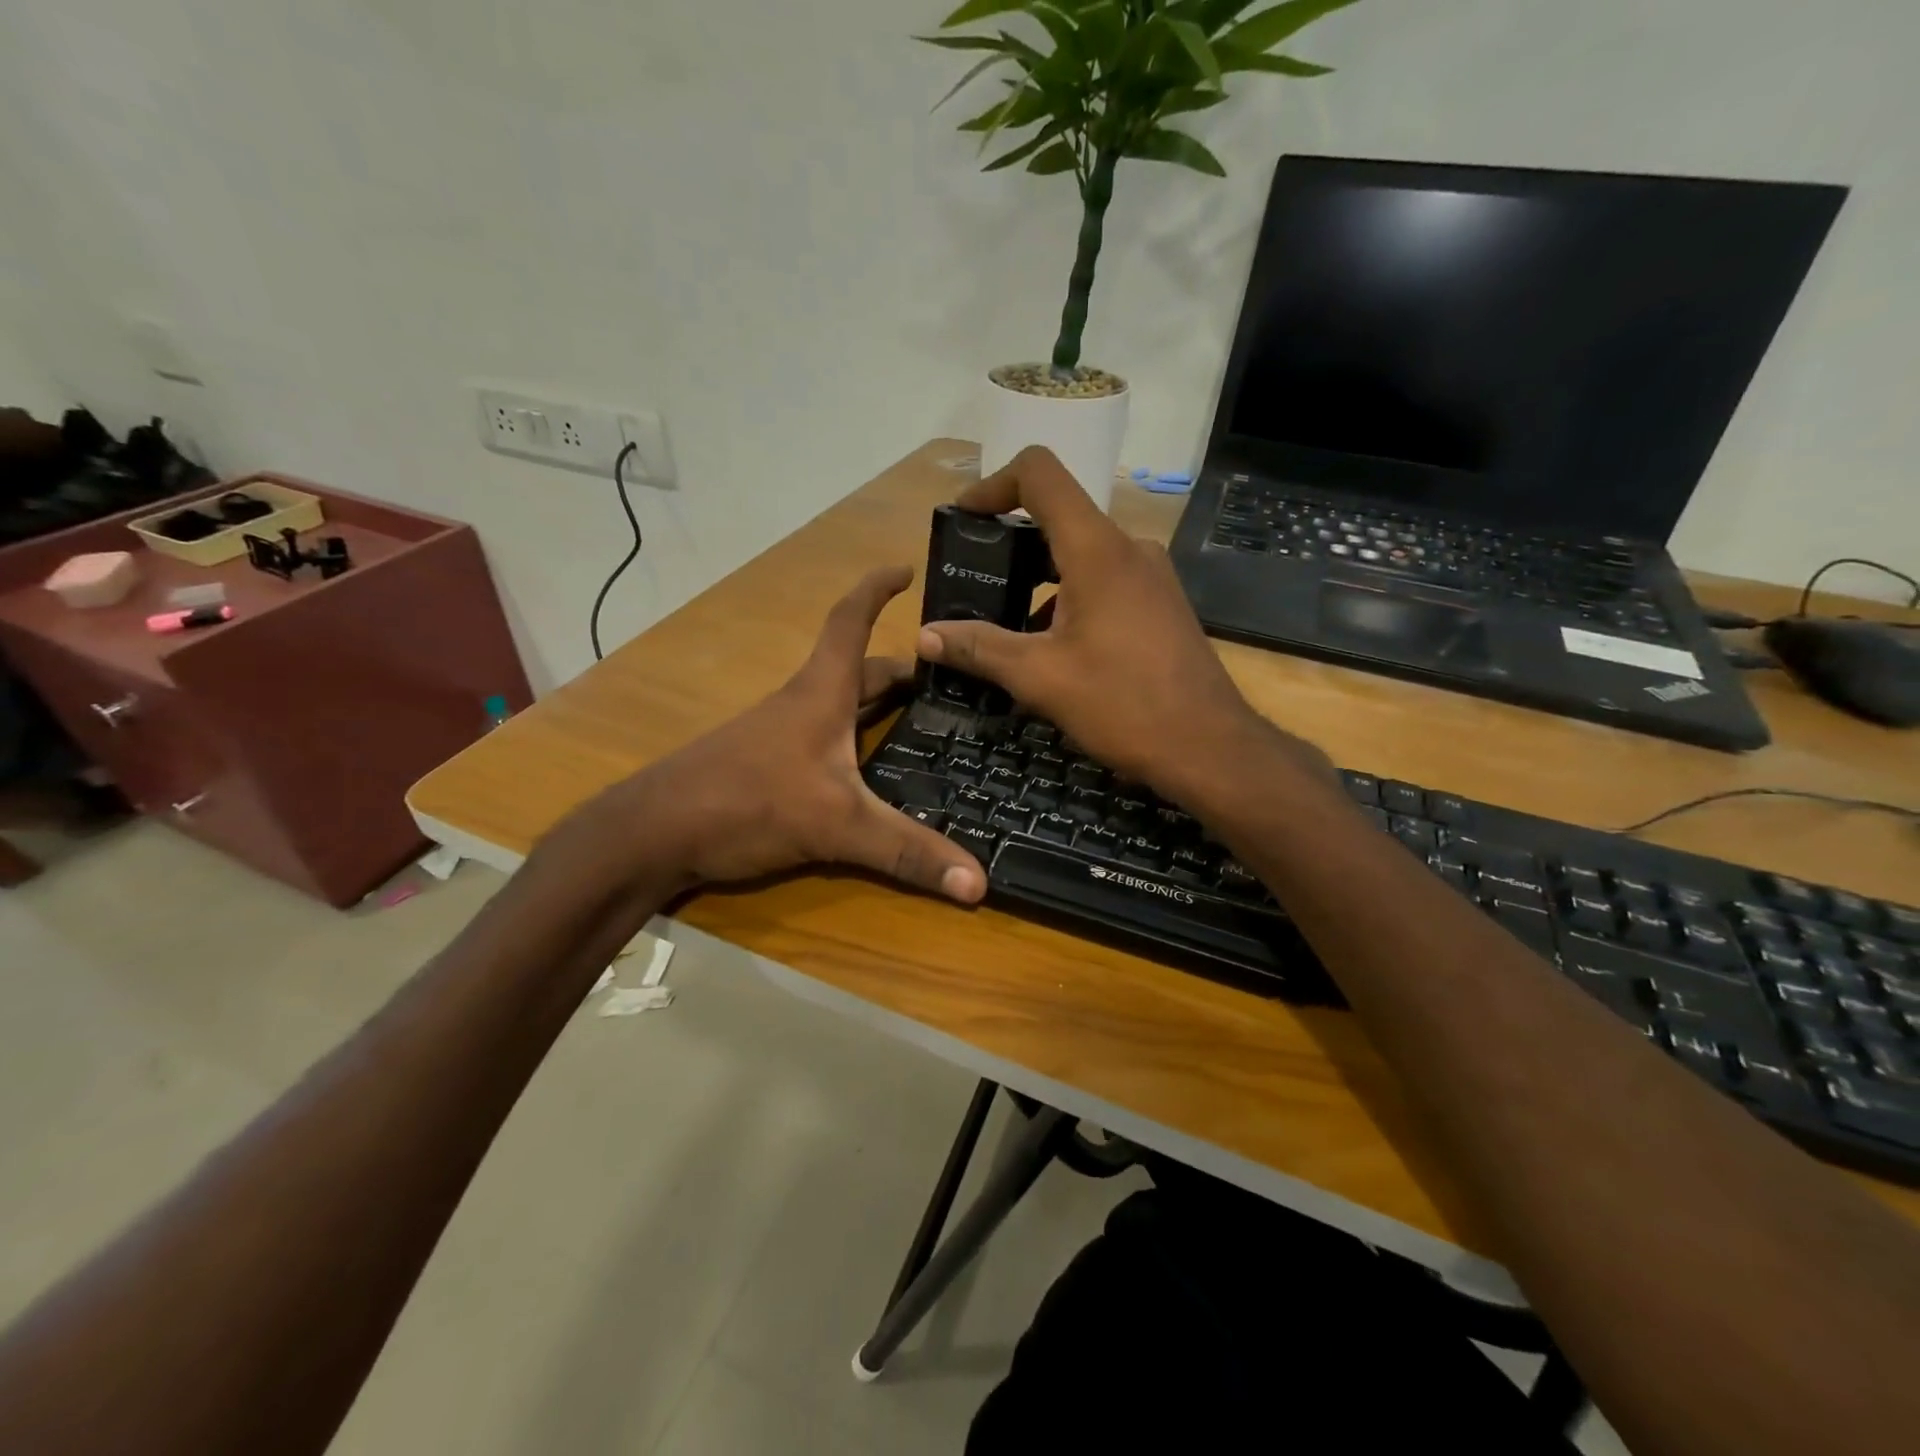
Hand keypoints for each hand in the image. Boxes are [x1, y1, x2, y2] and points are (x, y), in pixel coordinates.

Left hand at [589, 567, 987, 903]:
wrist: (654, 833)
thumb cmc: (747, 803)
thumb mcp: (837, 826)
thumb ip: (907, 852)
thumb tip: (979, 884)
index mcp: (821, 693)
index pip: (851, 622)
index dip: (877, 590)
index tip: (907, 570)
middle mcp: (802, 704)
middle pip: (857, 670)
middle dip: (900, 670)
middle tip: (947, 682)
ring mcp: (780, 734)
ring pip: (839, 705)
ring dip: (876, 704)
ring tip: (921, 723)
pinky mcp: (767, 764)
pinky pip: (823, 737)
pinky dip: (854, 739)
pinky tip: (869, 771)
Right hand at [917, 448, 1320, 805]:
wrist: (1209, 747)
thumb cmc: (1123, 705)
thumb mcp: (1040, 678)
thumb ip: (979, 648)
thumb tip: (924, 636)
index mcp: (1096, 550)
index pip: (1039, 474)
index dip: (993, 485)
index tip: (964, 520)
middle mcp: (1128, 549)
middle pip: (1058, 517)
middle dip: (1008, 545)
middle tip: (973, 584)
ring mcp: (1150, 576)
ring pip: (1081, 555)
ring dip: (1037, 581)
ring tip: (1004, 627)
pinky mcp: (1161, 604)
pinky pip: (1104, 582)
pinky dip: (1068, 600)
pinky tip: (1052, 650)